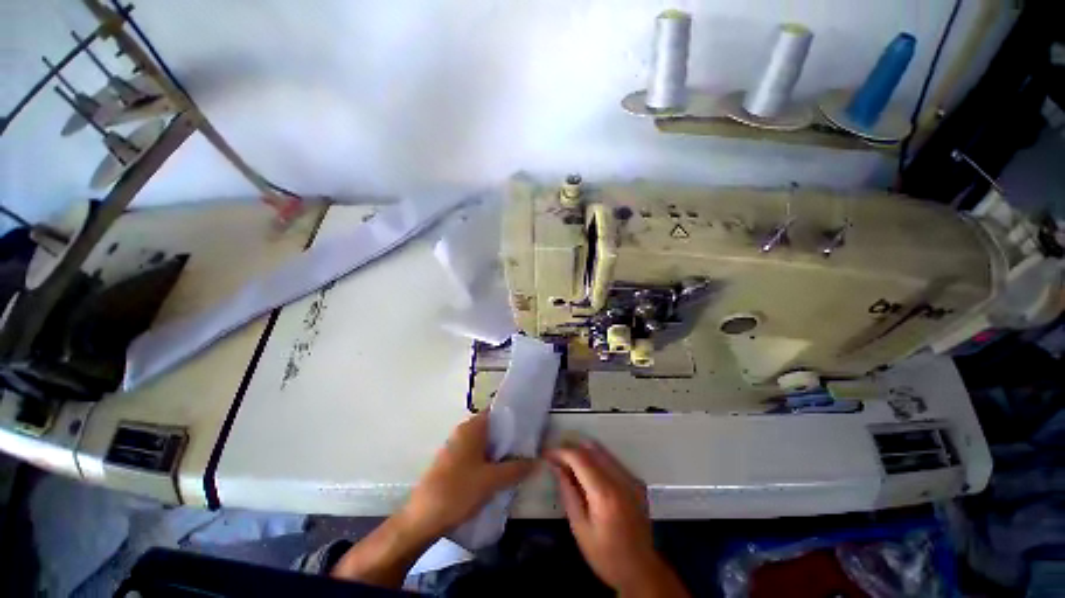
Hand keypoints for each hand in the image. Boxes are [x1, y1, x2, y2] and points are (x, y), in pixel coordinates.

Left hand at [333, 411, 534, 587]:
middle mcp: (463, 431)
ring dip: (499, 451)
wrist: (422, 519)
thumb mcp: (492, 480)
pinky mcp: (451, 462)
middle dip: (509, 438)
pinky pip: (475, 454)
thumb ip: (516, 469)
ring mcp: (455, 447)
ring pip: (484, 442)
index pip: (497, 412)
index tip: (529, 426)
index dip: (514, 417)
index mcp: (472, 427)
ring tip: (517, 461)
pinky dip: (487, 460)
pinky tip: (497, 475)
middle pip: (492, 428)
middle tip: (528, 447)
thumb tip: (536, 461)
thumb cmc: (458, 491)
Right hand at [548, 441, 687, 596]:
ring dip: (583, 452)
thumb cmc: (606, 555)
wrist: (642, 571)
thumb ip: (567, 492)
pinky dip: (596, 460)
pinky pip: (612, 460)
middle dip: (571, 447)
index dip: (561, 451)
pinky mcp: (636, 481)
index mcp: (605, 493)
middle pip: (592, 448)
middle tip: (556, 457)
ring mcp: (631, 478)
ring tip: (568, 463)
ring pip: (602, 451)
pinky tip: (587, 473)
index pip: (580, 457)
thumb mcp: (579, 528)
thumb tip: (555, 466)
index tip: (547, 455)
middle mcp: (620, 478)